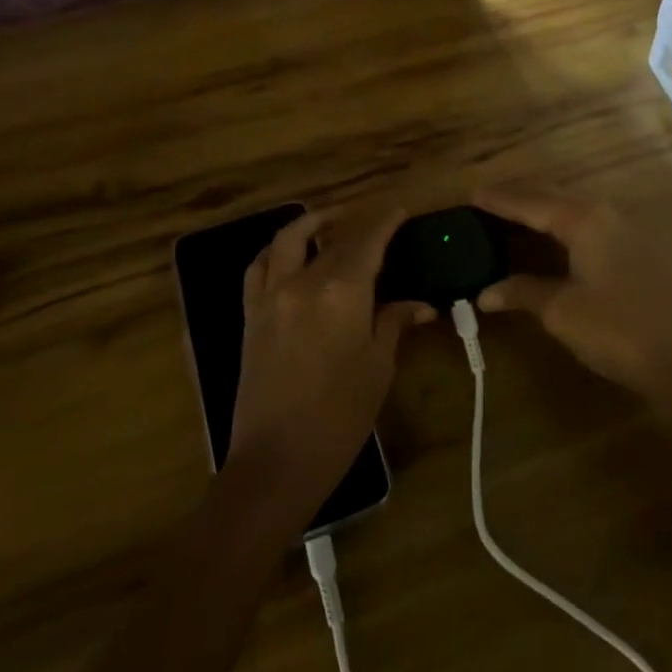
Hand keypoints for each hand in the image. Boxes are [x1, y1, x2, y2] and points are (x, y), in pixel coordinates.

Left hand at [228, 207, 430, 521]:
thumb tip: (420, 303)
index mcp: (342, 293)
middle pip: (332, 240)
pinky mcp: (250, 314)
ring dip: (310, 223)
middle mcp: (303, 282)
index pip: (367, 242)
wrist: (276, 460)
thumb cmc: (339, 417)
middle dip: (356, 225)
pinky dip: (274, 251)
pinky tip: (287, 255)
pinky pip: (258, 267)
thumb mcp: (377, 368)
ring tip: (330, 222)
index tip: (400, 210)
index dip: (385, 223)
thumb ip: (394, 323)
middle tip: (376, 224)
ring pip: (287, 240)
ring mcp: (271, 296)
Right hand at [473, 186, 671, 392]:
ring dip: (542, 211)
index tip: (473, 194)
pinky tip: (551, 240)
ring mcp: (624, 230)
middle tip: (488, 201)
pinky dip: (561, 227)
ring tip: (513, 216)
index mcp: (583, 220)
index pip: (531, 203)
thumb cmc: (615, 328)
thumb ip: (522, 292)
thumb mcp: (560, 310)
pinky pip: (587, 225)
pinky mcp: (635, 249)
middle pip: (553, 197)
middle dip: (520, 198)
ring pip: (573, 209)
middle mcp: (604, 214)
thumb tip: (485, 293)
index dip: (500, 200)